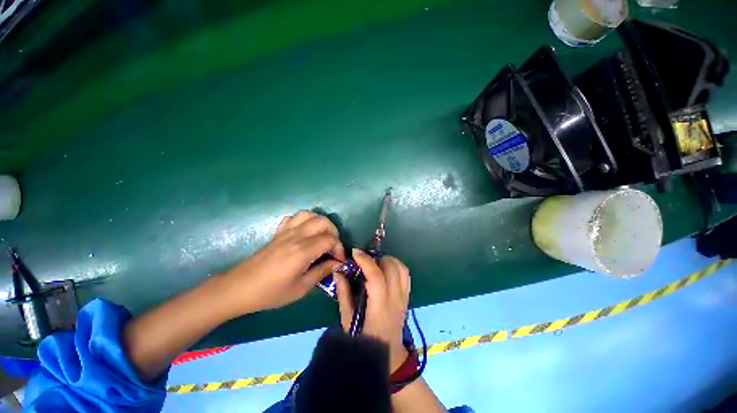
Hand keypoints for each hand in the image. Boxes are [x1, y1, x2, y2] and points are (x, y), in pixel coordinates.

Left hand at [220, 210, 344, 313]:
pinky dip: (304, 221)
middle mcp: (296, 236)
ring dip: (320, 222)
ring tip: (322, 236)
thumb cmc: (271, 292)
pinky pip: (293, 218)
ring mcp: (285, 232)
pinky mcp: (277, 233)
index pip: (330, 239)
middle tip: (333, 247)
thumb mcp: (300, 288)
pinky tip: (304, 232)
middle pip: (323, 221)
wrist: (239, 288)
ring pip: (308, 214)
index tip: (338, 260)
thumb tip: (337, 264)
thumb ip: (321, 272)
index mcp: (303, 251)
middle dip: (333, 232)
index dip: (339, 248)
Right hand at [334, 249, 410, 372]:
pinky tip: (386, 269)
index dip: (366, 261)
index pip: (376, 277)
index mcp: (379, 307)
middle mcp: (395, 300)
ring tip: (376, 262)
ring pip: (402, 269)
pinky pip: (406, 275)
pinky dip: (397, 266)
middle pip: (391, 268)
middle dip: (377, 258)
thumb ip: (343, 294)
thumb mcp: (348, 319)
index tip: (355, 252)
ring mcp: (404, 298)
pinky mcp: (407, 297)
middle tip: (365, 259)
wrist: (389, 356)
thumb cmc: (364, 340)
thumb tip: (339, 272)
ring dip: (389, 260)